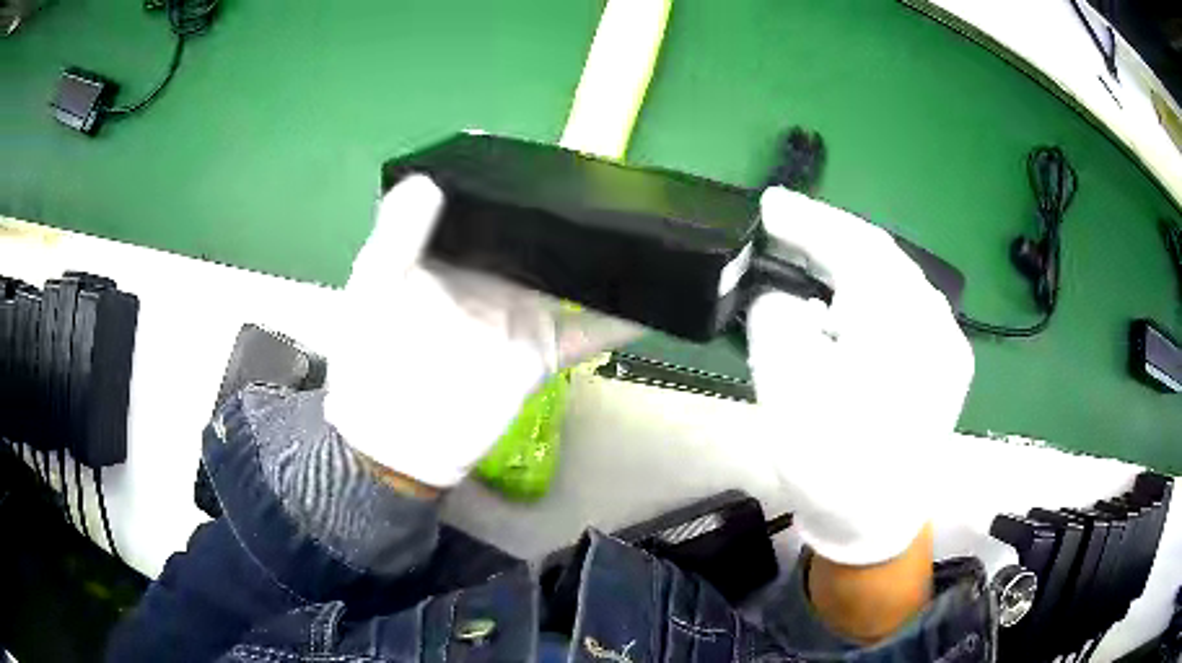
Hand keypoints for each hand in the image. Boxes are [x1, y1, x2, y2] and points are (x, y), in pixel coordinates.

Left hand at [324, 175, 638, 487]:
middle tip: (613, 187)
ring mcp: (520, 315)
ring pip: (570, 280)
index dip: (515, 185)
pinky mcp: (540, 352)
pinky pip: (587, 335)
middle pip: (538, 240)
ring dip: (600, 262)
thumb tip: (427, 179)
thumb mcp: (376, 287)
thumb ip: (398, 235)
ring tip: (643, 230)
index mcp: (453, 255)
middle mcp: (491, 278)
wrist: (398, 437)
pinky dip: (619, 323)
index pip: (489, 210)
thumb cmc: (375, 356)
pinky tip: (652, 305)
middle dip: (569, 217)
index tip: (549, 158)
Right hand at [747, 188, 973, 565]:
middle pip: (883, 258)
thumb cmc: (832, 467)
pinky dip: (871, 295)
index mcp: (904, 328)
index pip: (858, 248)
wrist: (875, 526)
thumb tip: (785, 299)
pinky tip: (845, 303)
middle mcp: (938, 325)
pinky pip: (907, 309)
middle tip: (782, 225)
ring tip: (807, 257)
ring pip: (896, 282)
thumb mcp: (788, 392)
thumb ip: (778, 323)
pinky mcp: (946, 364)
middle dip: (829, 237)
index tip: (769, 204)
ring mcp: (948, 345)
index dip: (810, 220)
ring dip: (851, 265)